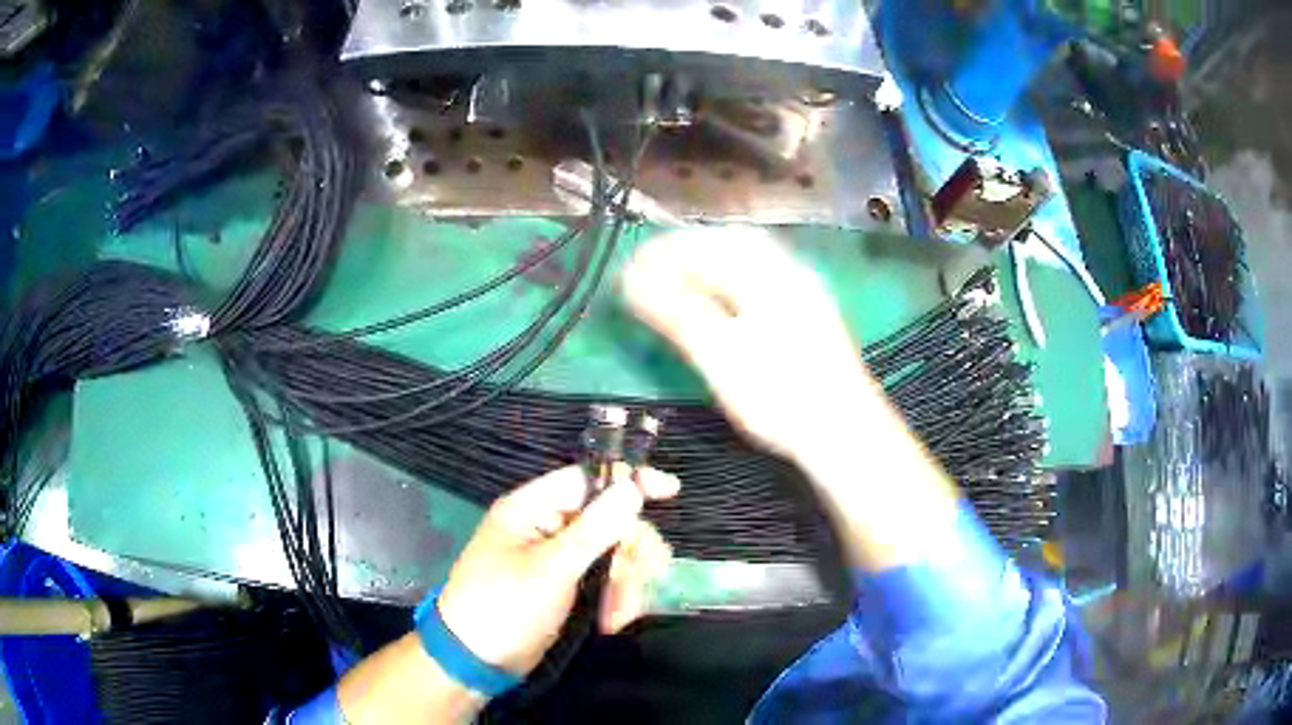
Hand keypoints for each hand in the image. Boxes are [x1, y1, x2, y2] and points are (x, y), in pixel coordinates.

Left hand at [437, 464, 677, 675]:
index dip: (629, 482)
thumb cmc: (504, 607)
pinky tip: (613, 621)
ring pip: (612, 555)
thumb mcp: (551, 569)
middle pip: (608, 522)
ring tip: (619, 617)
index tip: (672, 490)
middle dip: (630, 555)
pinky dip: (615, 599)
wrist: (476, 661)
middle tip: (645, 581)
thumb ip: (594, 530)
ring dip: (625, 585)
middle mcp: (546, 527)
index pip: (587, 479)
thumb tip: (631, 487)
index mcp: (531, 509)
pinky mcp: (565, 586)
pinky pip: (604, 580)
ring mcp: (556, 558)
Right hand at [623, 228, 960, 571]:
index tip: (629, 267)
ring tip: (680, 275)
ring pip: (750, 257)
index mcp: (765, 273)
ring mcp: (804, 290)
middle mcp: (787, 270)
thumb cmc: (779, 395)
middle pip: (729, 242)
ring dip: (711, 259)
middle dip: (686, 249)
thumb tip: (632, 278)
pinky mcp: (811, 312)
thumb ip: (675, 311)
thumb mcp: (719, 354)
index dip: (661, 253)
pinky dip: (734, 276)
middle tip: (651, 267)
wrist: (843, 431)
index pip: (702, 246)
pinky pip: (764, 276)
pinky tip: (726, 295)